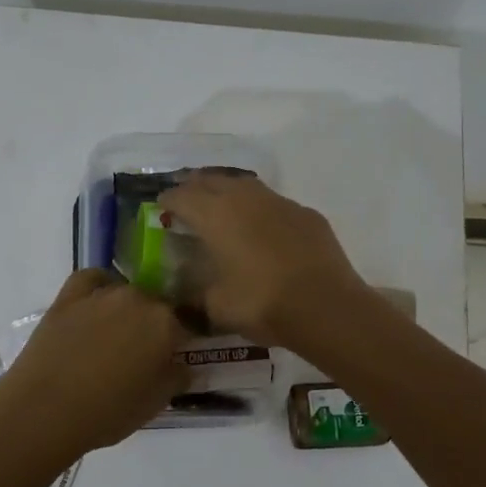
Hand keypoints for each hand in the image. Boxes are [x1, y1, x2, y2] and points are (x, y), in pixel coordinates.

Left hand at [0, 270, 191, 457]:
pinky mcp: (68, 295)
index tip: (176, 358)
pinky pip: (92, 280)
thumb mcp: (156, 403)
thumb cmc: (107, 413)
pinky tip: (95, 305)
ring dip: (128, 309)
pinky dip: (99, 287)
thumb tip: (182, 363)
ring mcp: (102, 293)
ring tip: (114, 336)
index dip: (182, 342)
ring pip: (126, 292)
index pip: (187, 325)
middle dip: (155, 325)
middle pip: (156, 305)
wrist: (44, 410)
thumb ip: (177, 376)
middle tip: (143, 353)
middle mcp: (138, 298)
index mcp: (166, 323)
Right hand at [157, 174, 367, 346]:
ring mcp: (279, 202)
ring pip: (245, 185)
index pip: (182, 196)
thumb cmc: (262, 303)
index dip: (168, 200)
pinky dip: (260, 210)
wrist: (325, 305)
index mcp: (215, 215)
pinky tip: (262, 226)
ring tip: (221, 205)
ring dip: (228, 191)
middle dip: (194, 186)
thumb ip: (197, 293)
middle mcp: (245, 199)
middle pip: (212, 180)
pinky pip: (274, 203)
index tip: (160, 206)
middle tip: (186, 198)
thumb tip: (188, 291)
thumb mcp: (216, 306)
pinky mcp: (306, 214)